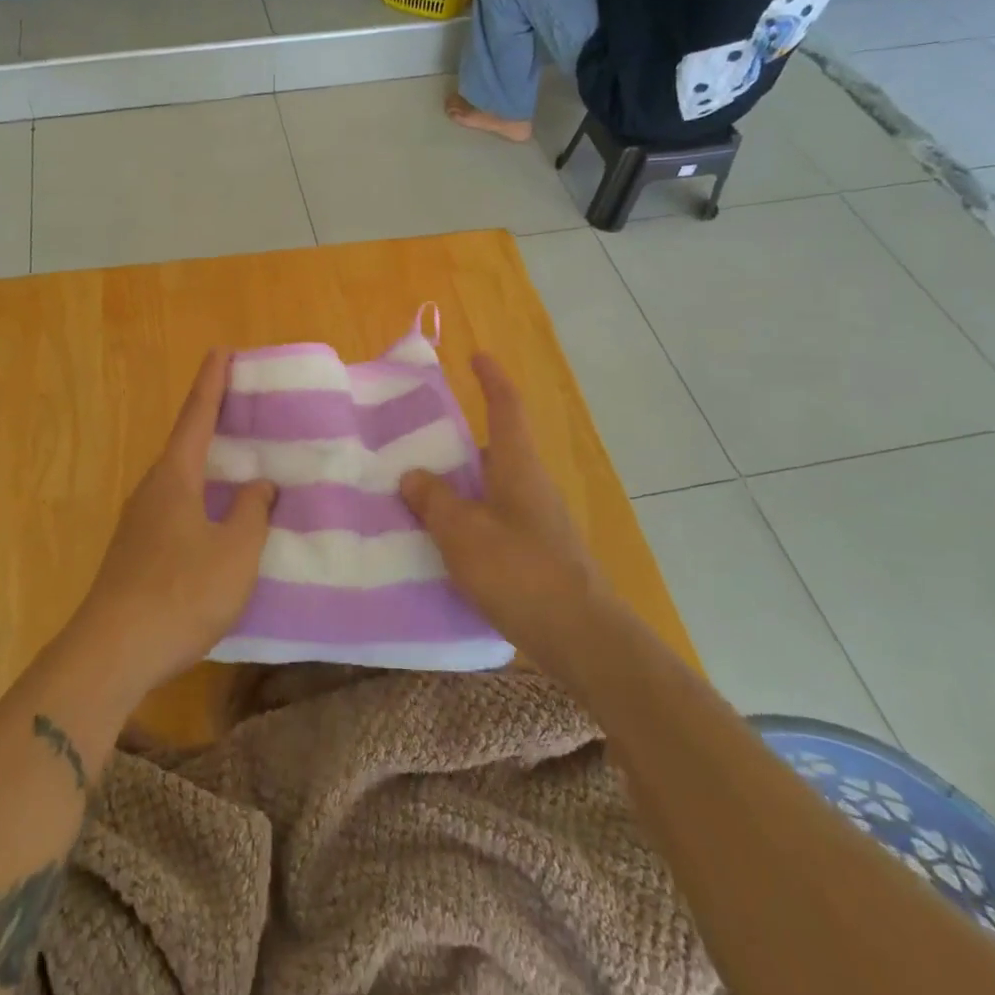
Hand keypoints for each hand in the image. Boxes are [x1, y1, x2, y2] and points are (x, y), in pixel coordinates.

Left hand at [71, 350, 273, 692]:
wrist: (111, 653)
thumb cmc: (181, 593)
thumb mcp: (235, 552)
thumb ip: (253, 512)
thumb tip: (260, 485)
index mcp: (175, 477)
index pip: (197, 415)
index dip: (212, 381)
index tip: (221, 350)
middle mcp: (152, 489)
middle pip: (185, 442)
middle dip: (211, 419)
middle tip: (241, 404)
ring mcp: (139, 521)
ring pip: (179, 478)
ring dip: (206, 462)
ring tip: (236, 459)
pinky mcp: (136, 551)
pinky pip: (175, 506)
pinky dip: (200, 495)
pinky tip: (216, 517)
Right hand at [400, 354, 605, 681]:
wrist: (582, 638)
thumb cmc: (521, 572)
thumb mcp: (463, 533)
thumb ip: (434, 501)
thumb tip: (412, 475)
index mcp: (518, 467)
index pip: (506, 408)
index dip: (491, 379)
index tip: (476, 355)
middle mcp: (531, 486)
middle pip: (495, 450)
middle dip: (459, 443)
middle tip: (417, 444)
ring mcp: (537, 522)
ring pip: (492, 489)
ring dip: (460, 487)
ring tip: (418, 495)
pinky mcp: (536, 555)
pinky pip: (494, 522)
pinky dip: (468, 520)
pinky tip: (443, 543)